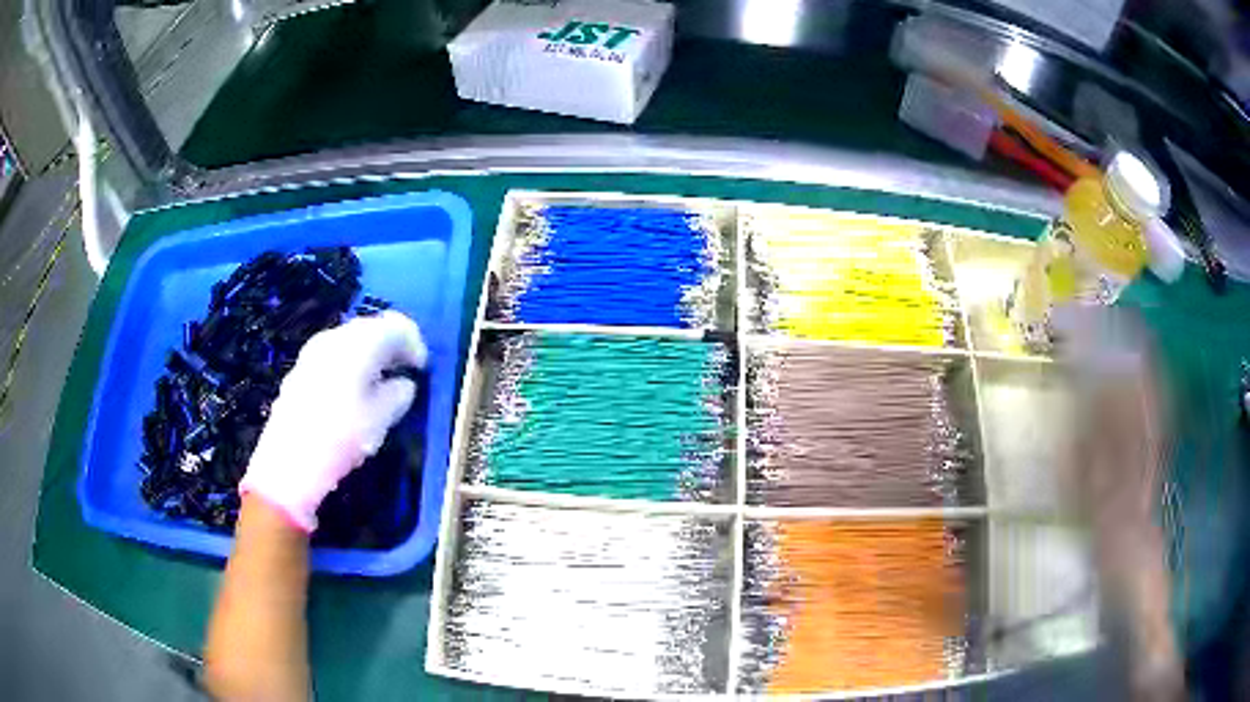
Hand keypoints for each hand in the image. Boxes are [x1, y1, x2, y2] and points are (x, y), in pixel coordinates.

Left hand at [240, 311, 426, 532]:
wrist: (289, 462)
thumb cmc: (343, 435)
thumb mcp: (383, 417)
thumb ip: (400, 393)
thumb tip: (402, 384)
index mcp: (360, 342)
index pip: (396, 327)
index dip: (415, 344)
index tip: (422, 369)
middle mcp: (335, 337)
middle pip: (370, 329)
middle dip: (391, 347)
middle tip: (405, 372)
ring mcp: (313, 352)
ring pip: (349, 344)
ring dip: (370, 357)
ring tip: (380, 385)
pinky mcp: (299, 371)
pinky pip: (333, 359)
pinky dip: (350, 368)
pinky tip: (353, 395)